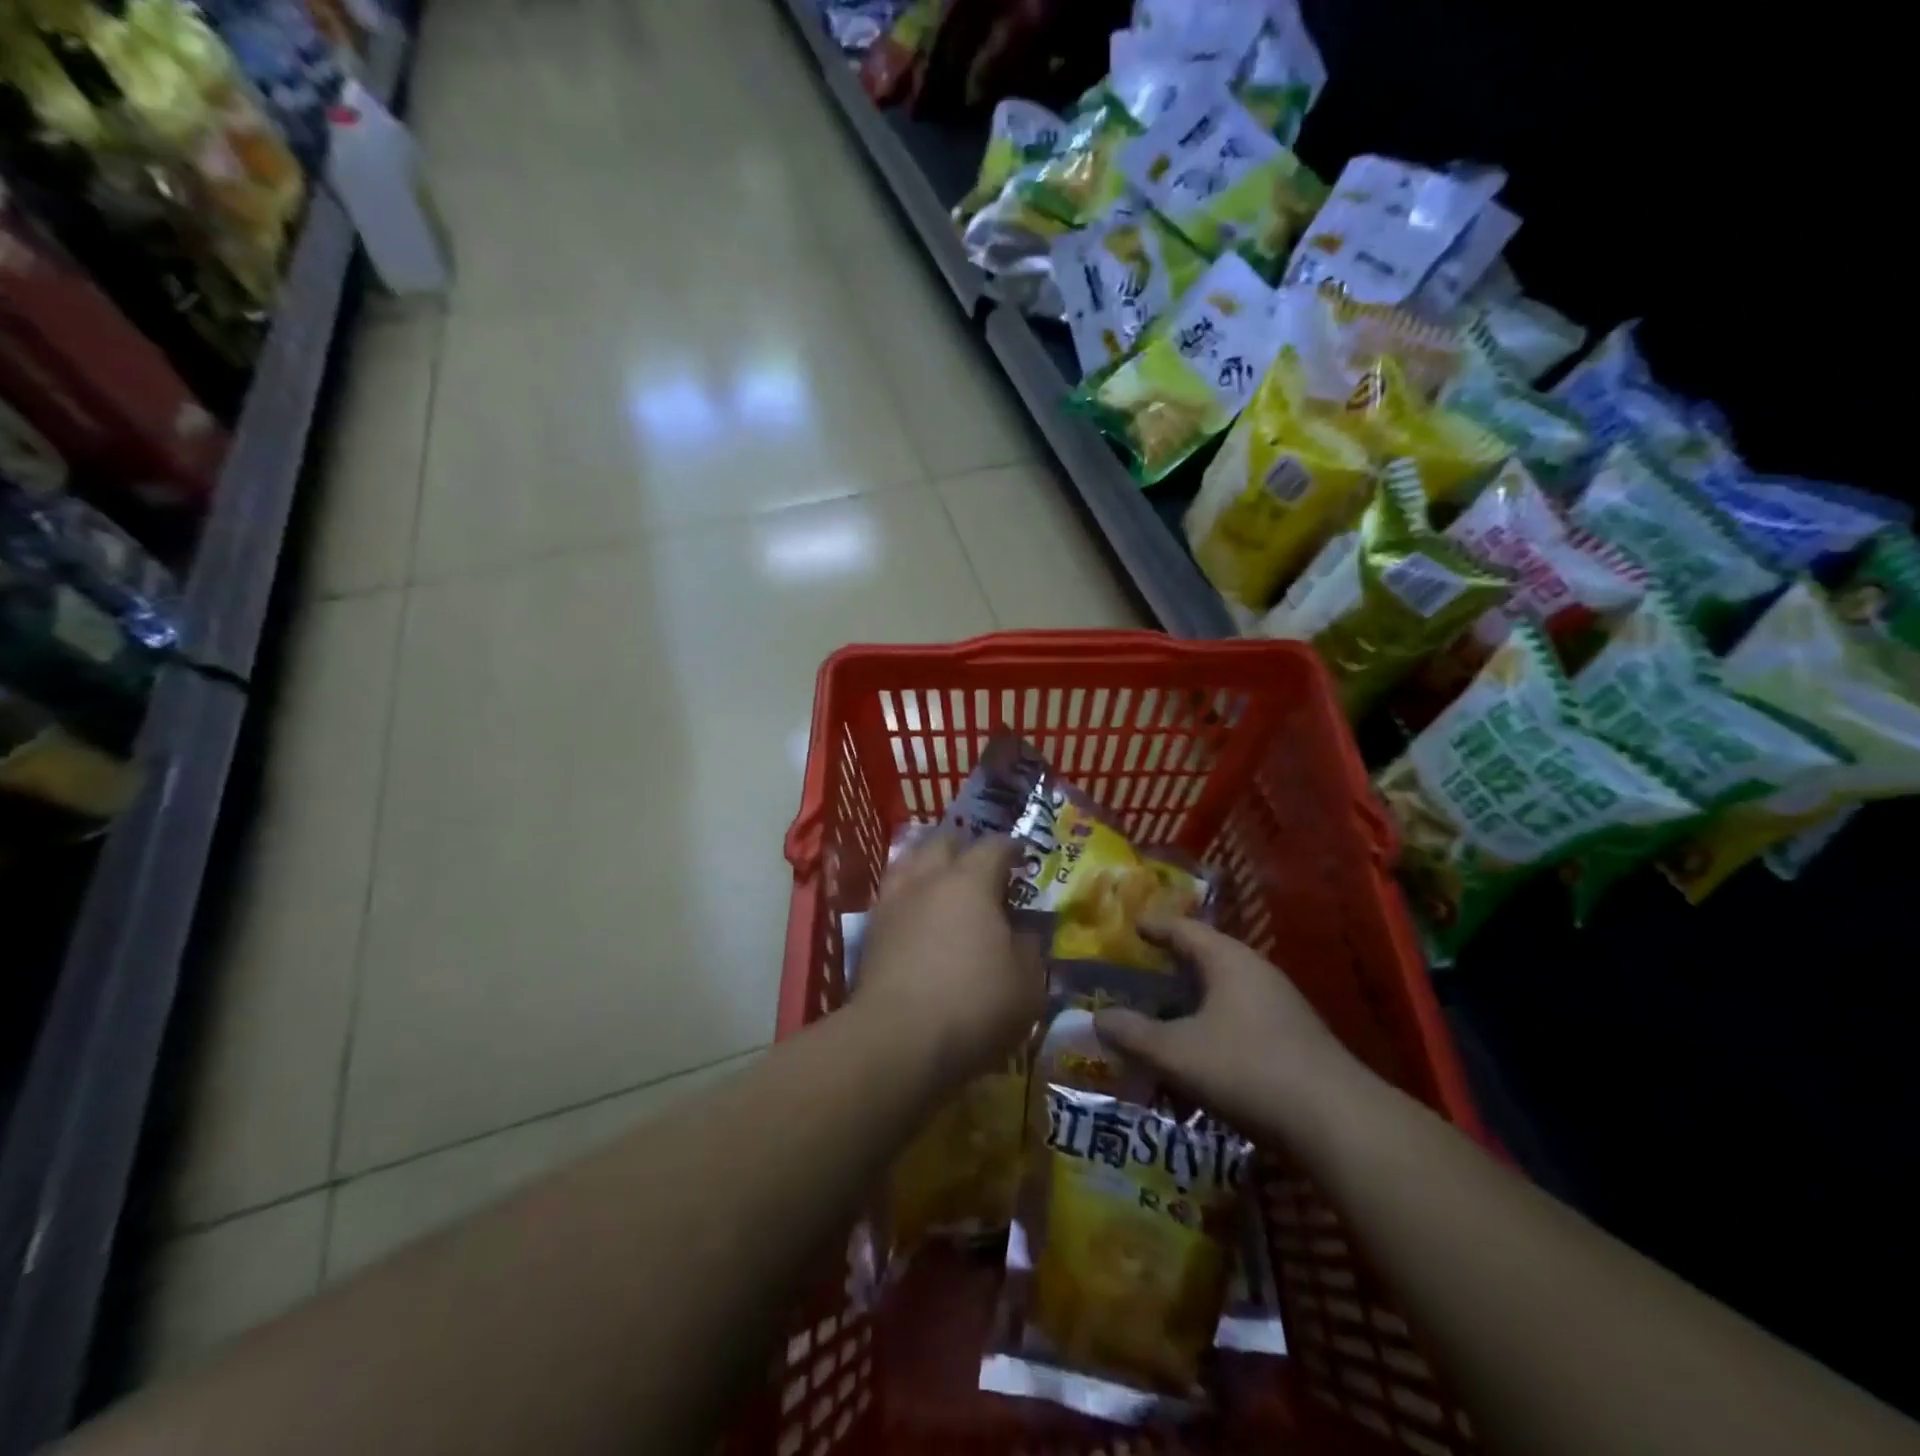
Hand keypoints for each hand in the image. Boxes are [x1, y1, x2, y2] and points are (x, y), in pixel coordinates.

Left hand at [852, 832, 1044, 1087]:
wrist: (897, 1039)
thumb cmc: (974, 1005)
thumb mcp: (1027, 983)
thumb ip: (1029, 948)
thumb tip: (1024, 932)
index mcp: (970, 882)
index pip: (993, 847)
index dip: (1010, 847)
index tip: (1021, 855)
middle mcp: (928, 880)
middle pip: (943, 842)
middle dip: (964, 846)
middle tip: (980, 864)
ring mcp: (893, 903)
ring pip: (909, 862)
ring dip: (928, 863)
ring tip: (941, 880)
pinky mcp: (870, 932)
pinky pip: (892, 896)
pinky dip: (908, 896)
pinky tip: (916, 914)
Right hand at [1092, 918, 1363, 1136]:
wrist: (1338, 1123)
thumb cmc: (1248, 1069)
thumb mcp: (1177, 1053)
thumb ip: (1133, 1034)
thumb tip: (1097, 1018)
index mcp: (1228, 960)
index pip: (1183, 929)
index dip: (1154, 927)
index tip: (1131, 925)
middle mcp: (1256, 972)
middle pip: (1206, 957)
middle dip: (1172, 965)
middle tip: (1139, 971)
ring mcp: (1280, 1006)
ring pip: (1224, 992)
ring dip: (1192, 1001)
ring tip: (1163, 1015)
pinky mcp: (1293, 1040)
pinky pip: (1240, 1019)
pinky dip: (1212, 1026)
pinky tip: (1200, 1054)